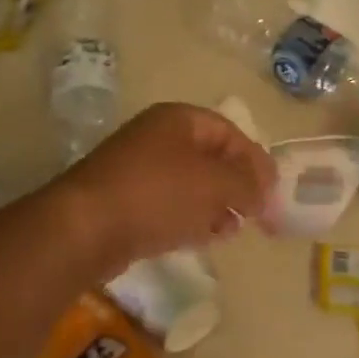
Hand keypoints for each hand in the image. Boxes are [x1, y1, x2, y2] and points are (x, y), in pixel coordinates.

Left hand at [52, 102, 276, 271]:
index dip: (255, 159)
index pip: (230, 132)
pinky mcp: (126, 203)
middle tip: (257, 211)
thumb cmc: (158, 193)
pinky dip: (192, 217)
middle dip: (237, 184)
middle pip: (210, 158)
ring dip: (217, 204)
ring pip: (191, 184)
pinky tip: (206, 237)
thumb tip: (263, 191)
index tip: (272, 190)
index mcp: (179, 120)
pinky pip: (170, 205)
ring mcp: (138, 171)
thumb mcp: (216, 183)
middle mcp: (158, 138)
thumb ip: (248, 183)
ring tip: (234, 228)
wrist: (85, 228)